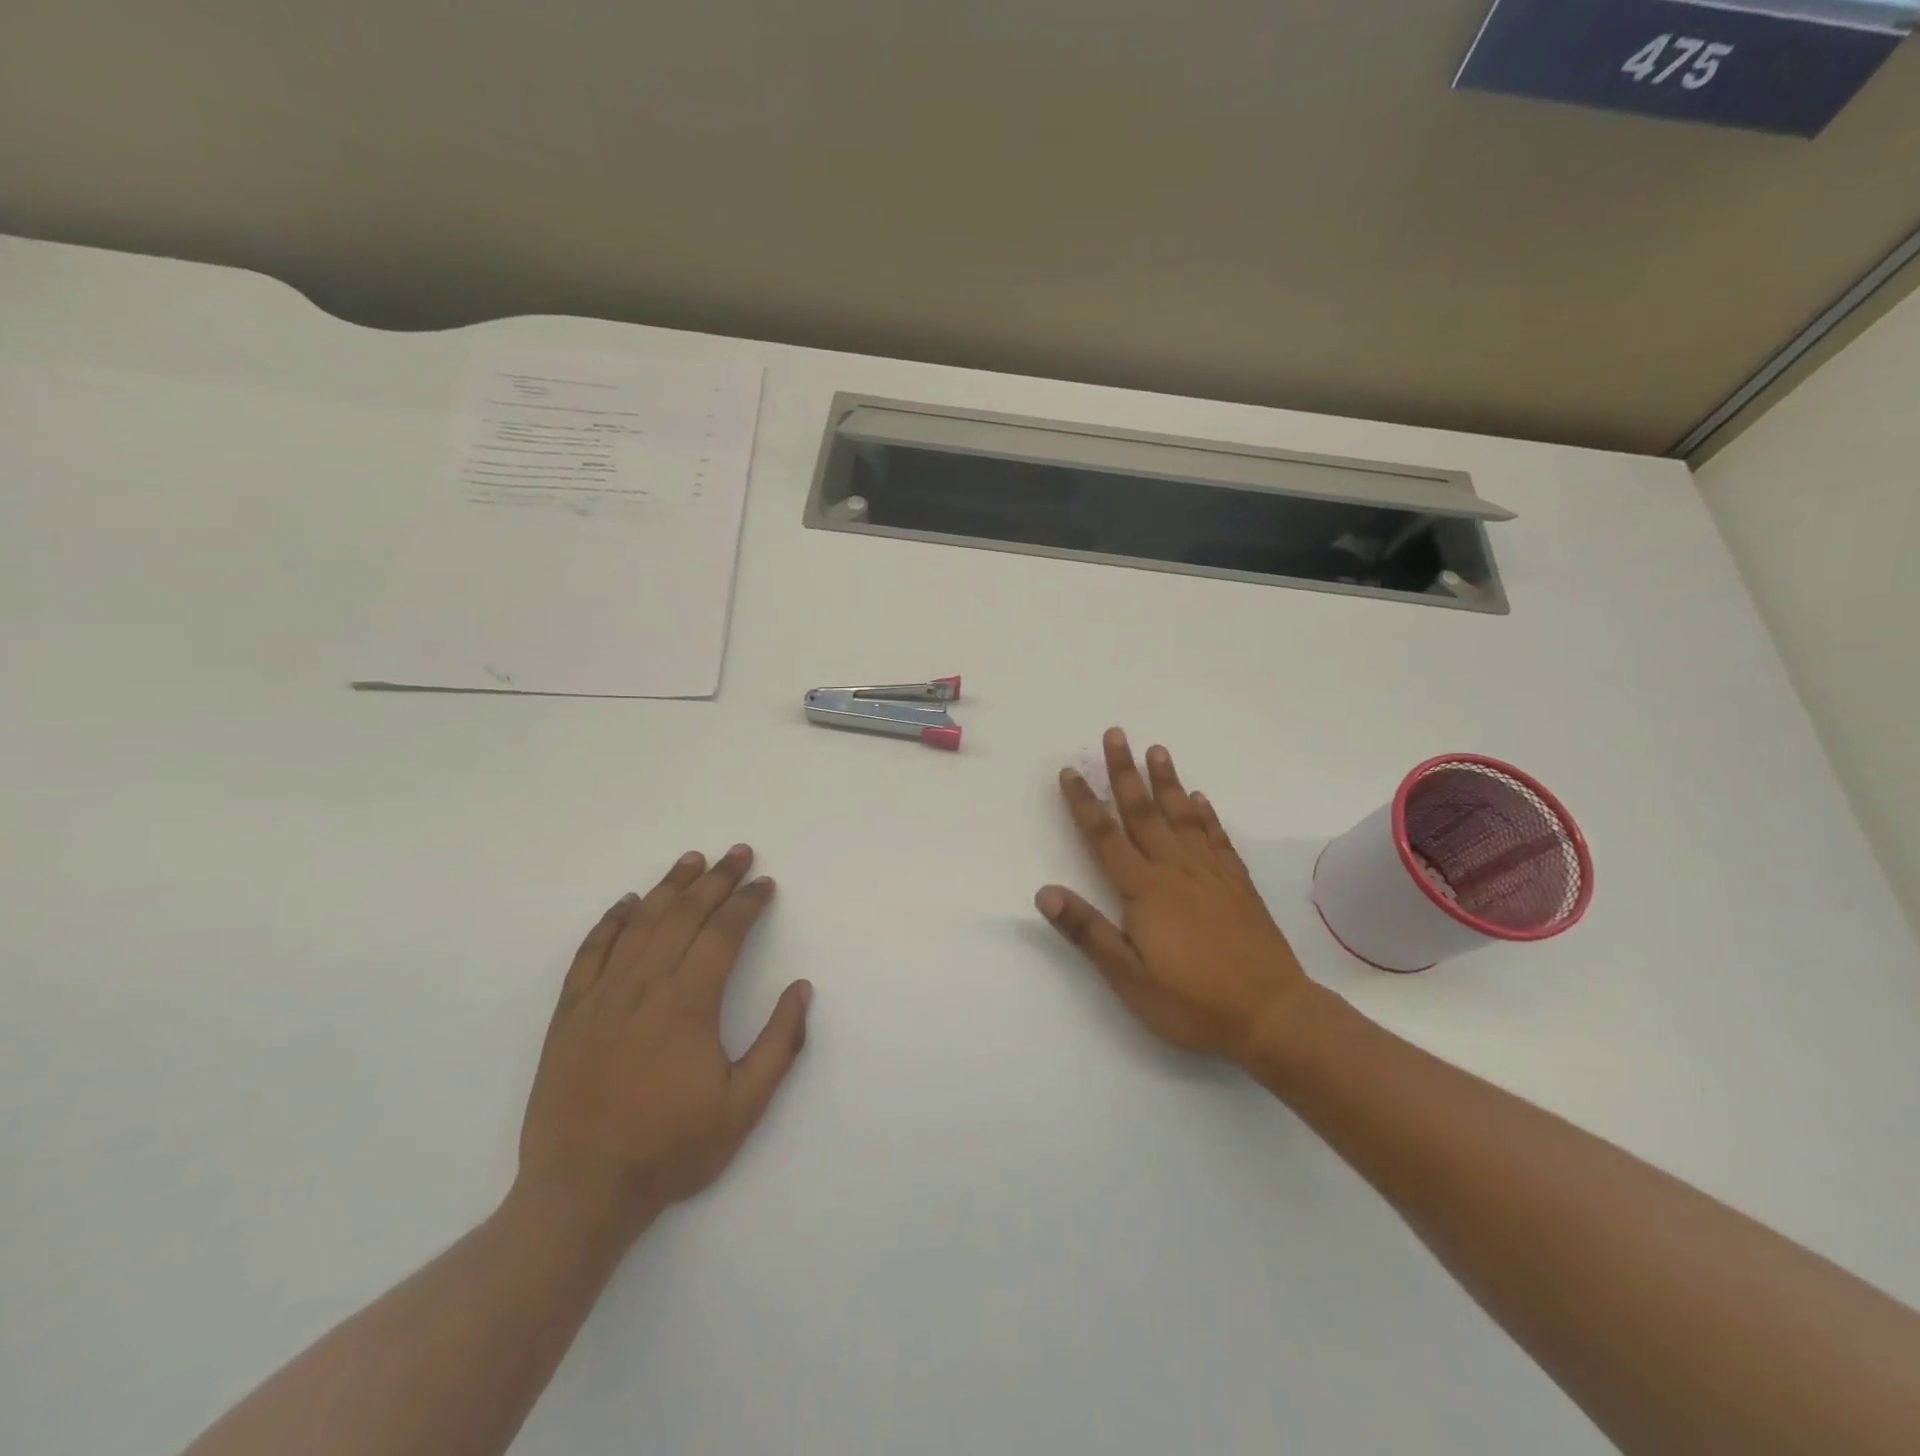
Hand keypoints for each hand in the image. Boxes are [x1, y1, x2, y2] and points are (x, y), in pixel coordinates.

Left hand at [516, 845, 811, 1236]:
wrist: (580, 1193)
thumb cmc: (670, 1149)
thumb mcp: (743, 1107)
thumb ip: (779, 1044)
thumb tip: (802, 988)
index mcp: (688, 1005)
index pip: (723, 935)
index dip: (746, 904)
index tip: (764, 883)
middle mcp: (644, 987)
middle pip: (683, 916)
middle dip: (715, 880)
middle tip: (737, 852)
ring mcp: (601, 997)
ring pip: (639, 924)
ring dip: (668, 887)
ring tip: (692, 860)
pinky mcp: (570, 1014)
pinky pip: (590, 953)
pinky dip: (610, 922)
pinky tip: (626, 902)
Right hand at [1036, 729, 1311, 1065]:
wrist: (1271, 1014)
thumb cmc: (1191, 1001)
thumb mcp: (1129, 976)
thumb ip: (1087, 930)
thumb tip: (1044, 892)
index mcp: (1144, 889)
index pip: (1105, 836)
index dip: (1084, 803)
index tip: (1070, 772)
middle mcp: (1176, 869)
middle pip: (1144, 811)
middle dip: (1125, 772)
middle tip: (1116, 734)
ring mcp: (1211, 873)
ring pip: (1182, 816)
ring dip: (1167, 781)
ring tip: (1157, 750)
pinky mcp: (1238, 884)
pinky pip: (1217, 837)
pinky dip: (1206, 814)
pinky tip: (1200, 799)